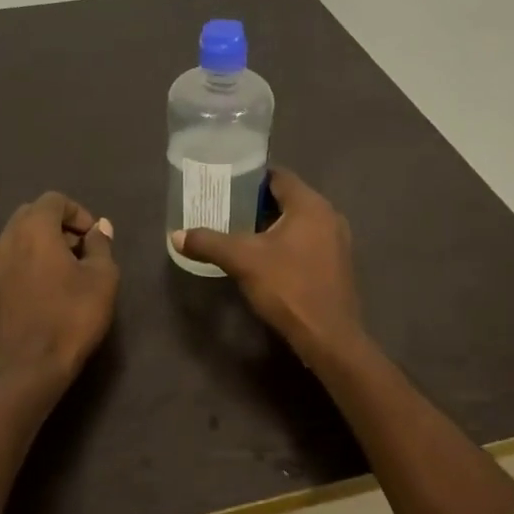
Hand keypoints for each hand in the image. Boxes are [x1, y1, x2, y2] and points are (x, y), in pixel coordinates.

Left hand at [0, 192, 118, 389]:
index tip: (95, 238)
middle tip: (82, 250)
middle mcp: (7, 238)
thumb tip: (99, 228)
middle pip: (33, 214)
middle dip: (59, 225)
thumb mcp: (102, 278)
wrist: (29, 366)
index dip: (79, 213)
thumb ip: (100, 246)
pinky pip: (12, 259)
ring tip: (68, 269)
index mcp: (34, 229)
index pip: (55, 200)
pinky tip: (49, 287)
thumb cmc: (72, 317)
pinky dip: (30, 260)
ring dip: (43, 243)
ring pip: (20, 237)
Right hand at [171, 169, 366, 360]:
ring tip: (239, 234)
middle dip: (256, 204)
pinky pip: (307, 242)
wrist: (328, 336)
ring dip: (270, 226)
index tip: (224, 186)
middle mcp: (329, 216)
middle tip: (225, 210)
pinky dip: (285, 244)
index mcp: (310, 205)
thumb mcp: (242, 261)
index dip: (249, 178)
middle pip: (288, 199)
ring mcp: (337, 242)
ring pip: (297, 223)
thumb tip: (176, 236)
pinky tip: (264, 259)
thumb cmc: (288, 287)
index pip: (278, 176)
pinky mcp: (336, 265)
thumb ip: (209, 243)